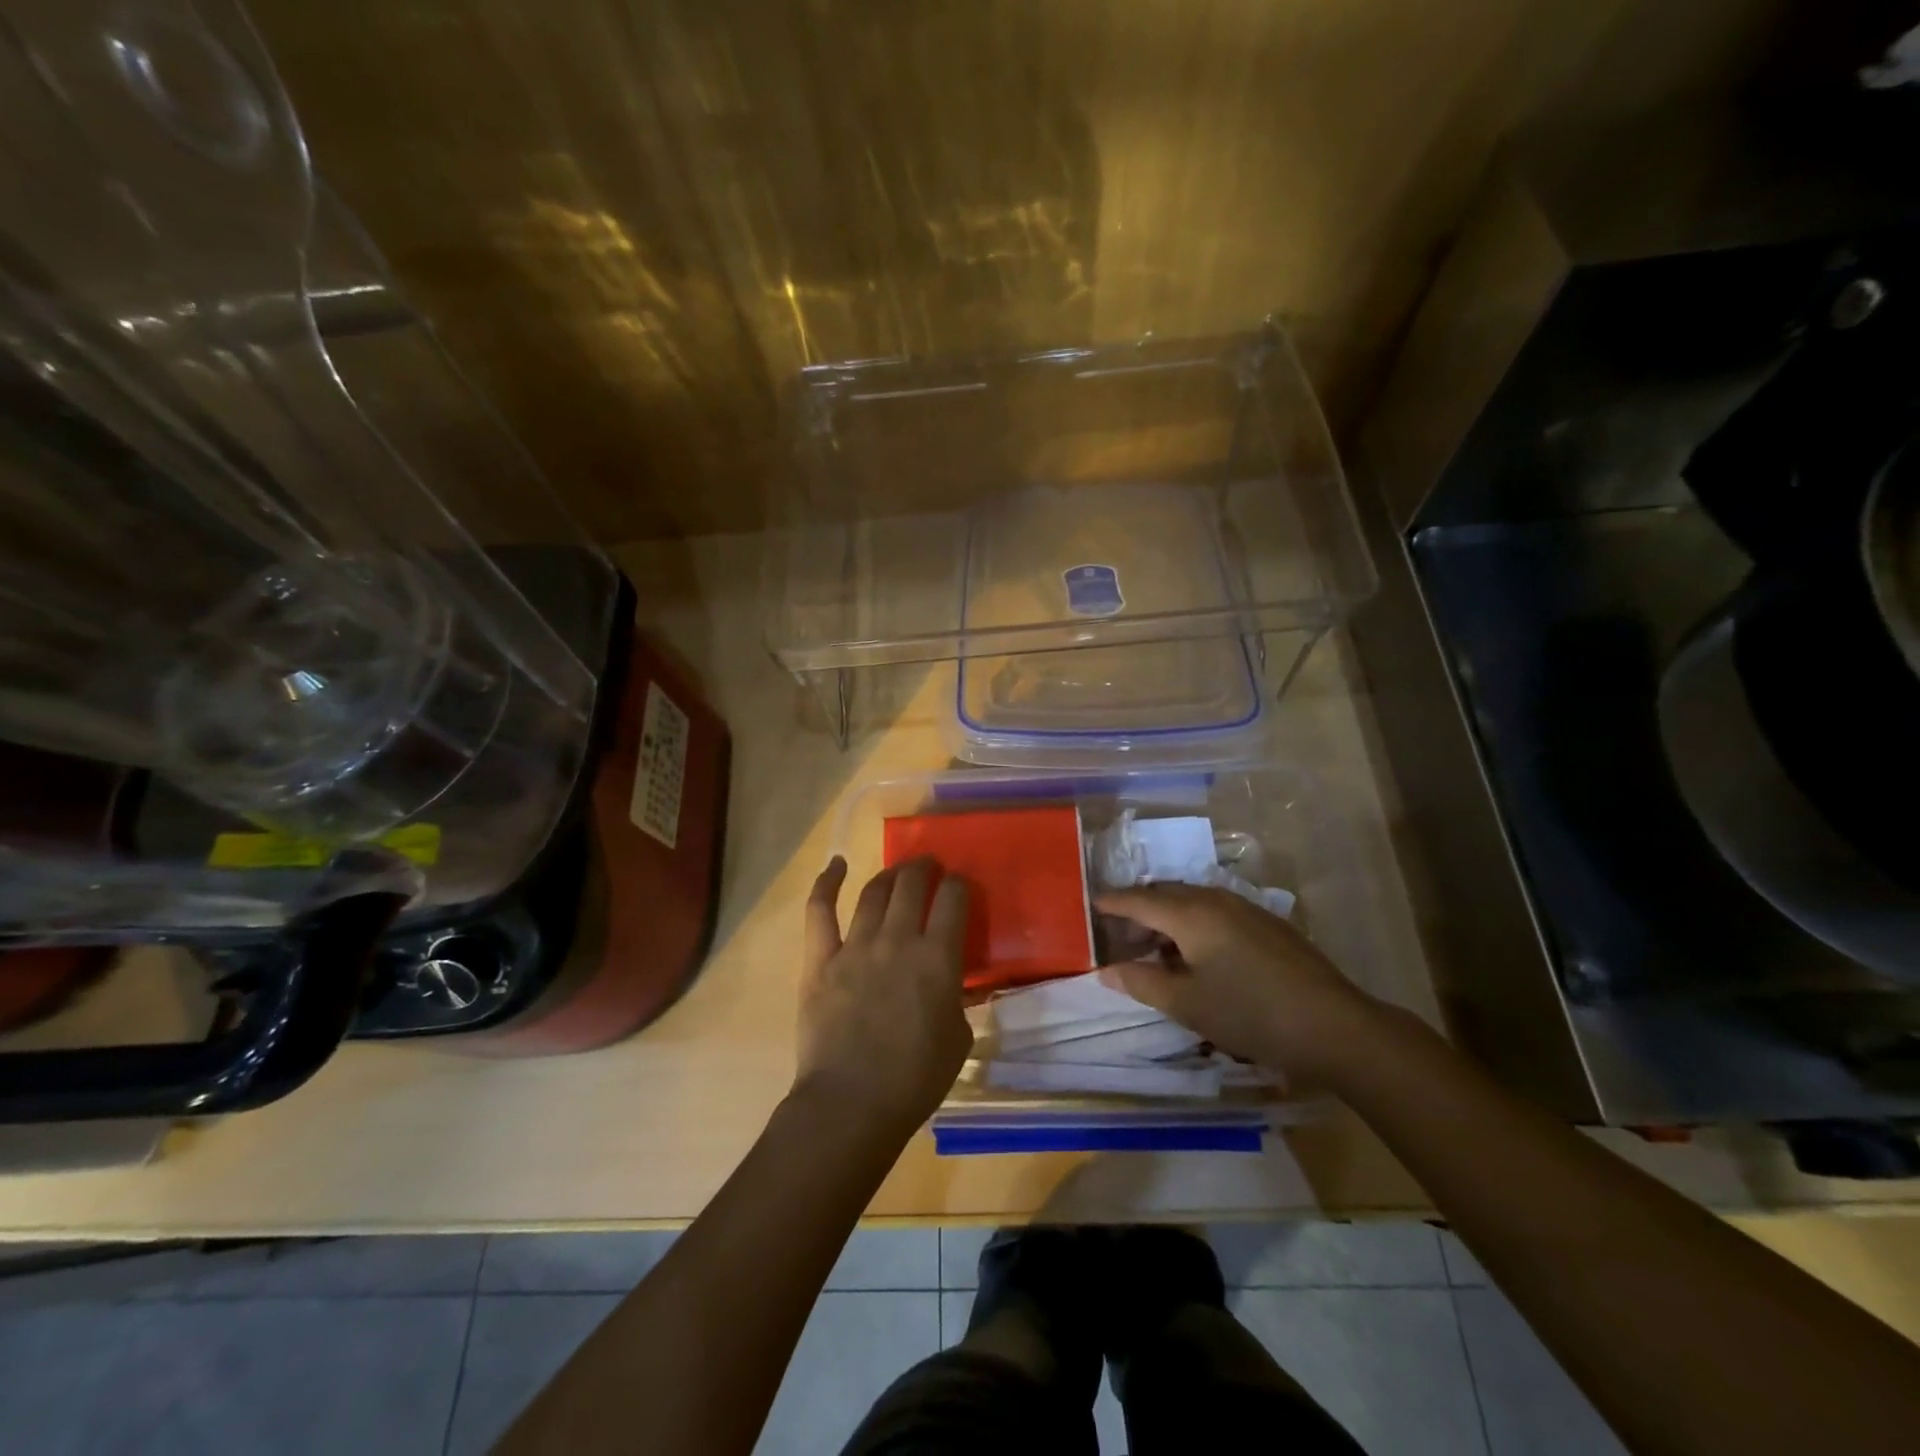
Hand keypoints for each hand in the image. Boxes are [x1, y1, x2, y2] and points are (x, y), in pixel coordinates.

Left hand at [793, 856, 972, 1132]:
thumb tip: (949, 983)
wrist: (852, 1103)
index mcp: (937, 958)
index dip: (960, 884)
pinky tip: (836, 865)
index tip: (960, 885)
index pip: (953, 900)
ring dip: (889, 875)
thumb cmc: (915, 1079)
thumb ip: (956, 1000)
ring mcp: (855, 946)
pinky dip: (826, 883)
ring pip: (873, 893)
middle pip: (912, 885)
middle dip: (924, 869)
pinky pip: (820, 911)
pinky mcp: (820, 960)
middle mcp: (898, 940)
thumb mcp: (958, 1038)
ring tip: (897, 872)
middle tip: (929, 867)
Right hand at [1096, 884, 1380, 1087]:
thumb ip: (1141, 983)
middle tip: (1119, 933)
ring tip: (1155, 947)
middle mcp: (1216, 900)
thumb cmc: (1250, 1014)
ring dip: (1168, 917)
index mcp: (1191, 914)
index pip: (1139, 900)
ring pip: (1193, 901)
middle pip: (1166, 895)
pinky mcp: (1267, 923)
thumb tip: (1105, 971)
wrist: (1334, 1026)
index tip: (1091, 904)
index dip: (1113, 902)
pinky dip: (1194, 923)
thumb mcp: (1187, 1005)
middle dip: (1139, 909)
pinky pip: (1216, 910)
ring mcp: (1246, 908)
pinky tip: (1197, 952)